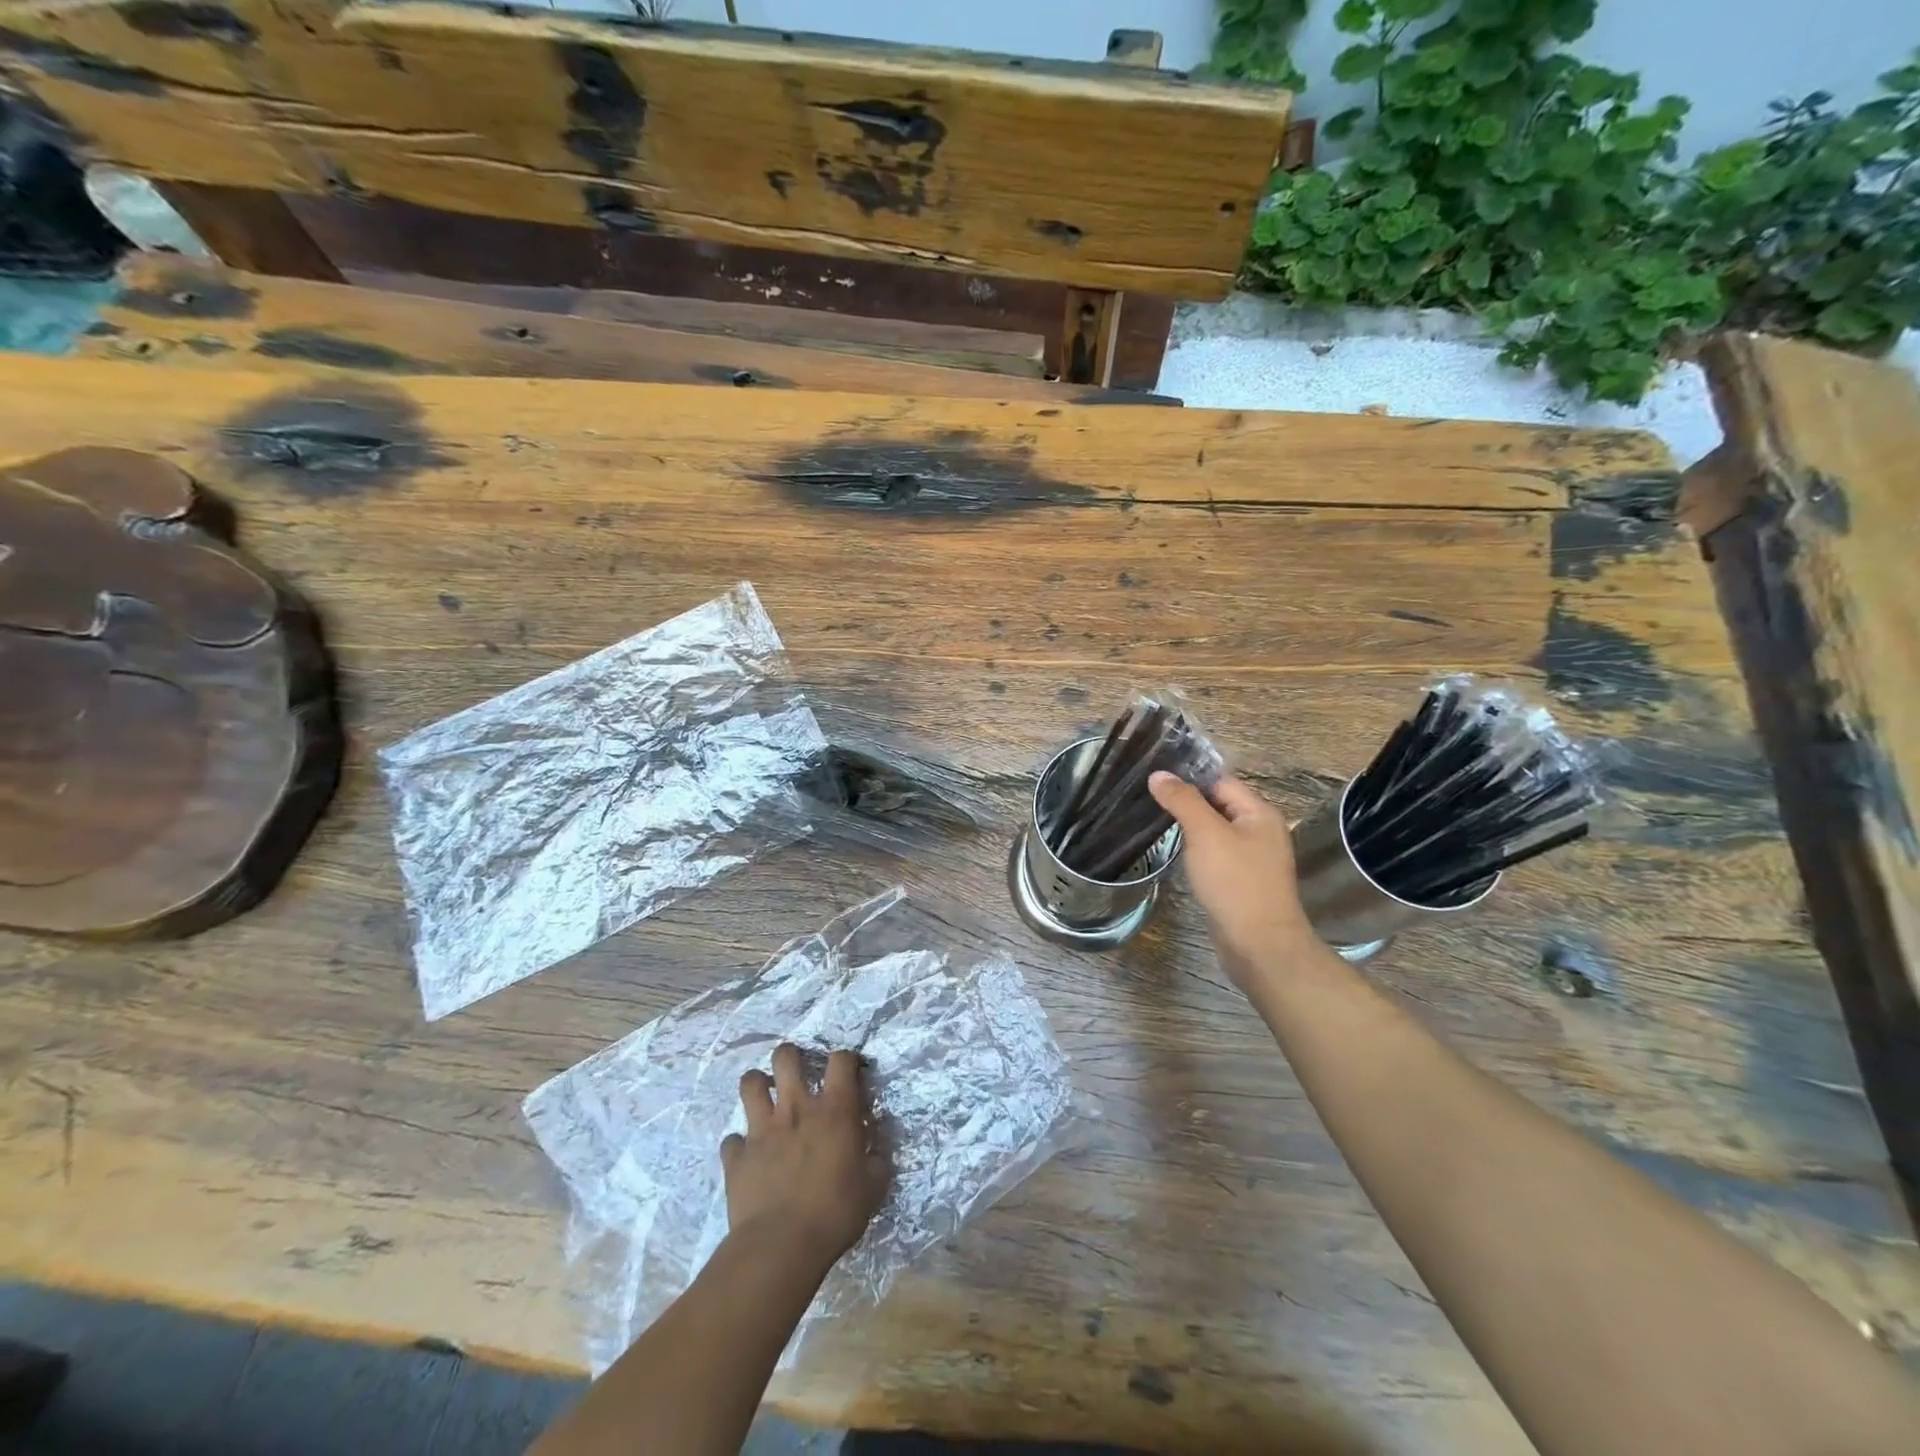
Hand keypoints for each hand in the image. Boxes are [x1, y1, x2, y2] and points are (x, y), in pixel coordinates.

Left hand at [722, 1044, 890, 1271]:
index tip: (850, 1070)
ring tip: (765, 1098)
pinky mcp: (736, 1156)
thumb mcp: (874, 1186)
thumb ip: (876, 1158)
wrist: (780, 1246)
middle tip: (797, 1073)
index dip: (846, 1058)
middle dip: (790, 1057)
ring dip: (757, 1085)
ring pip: (750, 1083)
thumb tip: (876, 1147)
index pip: (841, 1060)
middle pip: (785, 1057)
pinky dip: (740, 1144)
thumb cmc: (835, 1213)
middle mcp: (796, 1108)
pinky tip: (748, 1155)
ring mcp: (761, 1129)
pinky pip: (732, 1139)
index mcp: (834, 1110)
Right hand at [1149, 772, 1318, 981]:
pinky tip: (1178, 855)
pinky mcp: (1243, 882)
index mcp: (1260, 814)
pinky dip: (1198, 851)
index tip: (1154, 777)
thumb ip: (1182, 801)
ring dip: (1191, 827)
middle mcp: (1261, 832)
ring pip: (1217, 832)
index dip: (1189, 778)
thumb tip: (1159, 774)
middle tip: (1148, 798)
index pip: (1221, 782)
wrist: (1259, 945)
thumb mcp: (1205, 834)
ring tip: (1155, 822)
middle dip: (1187, 802)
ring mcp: (1254, 859)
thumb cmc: (1235, 882)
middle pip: (1219, 805)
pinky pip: (1217, 855)